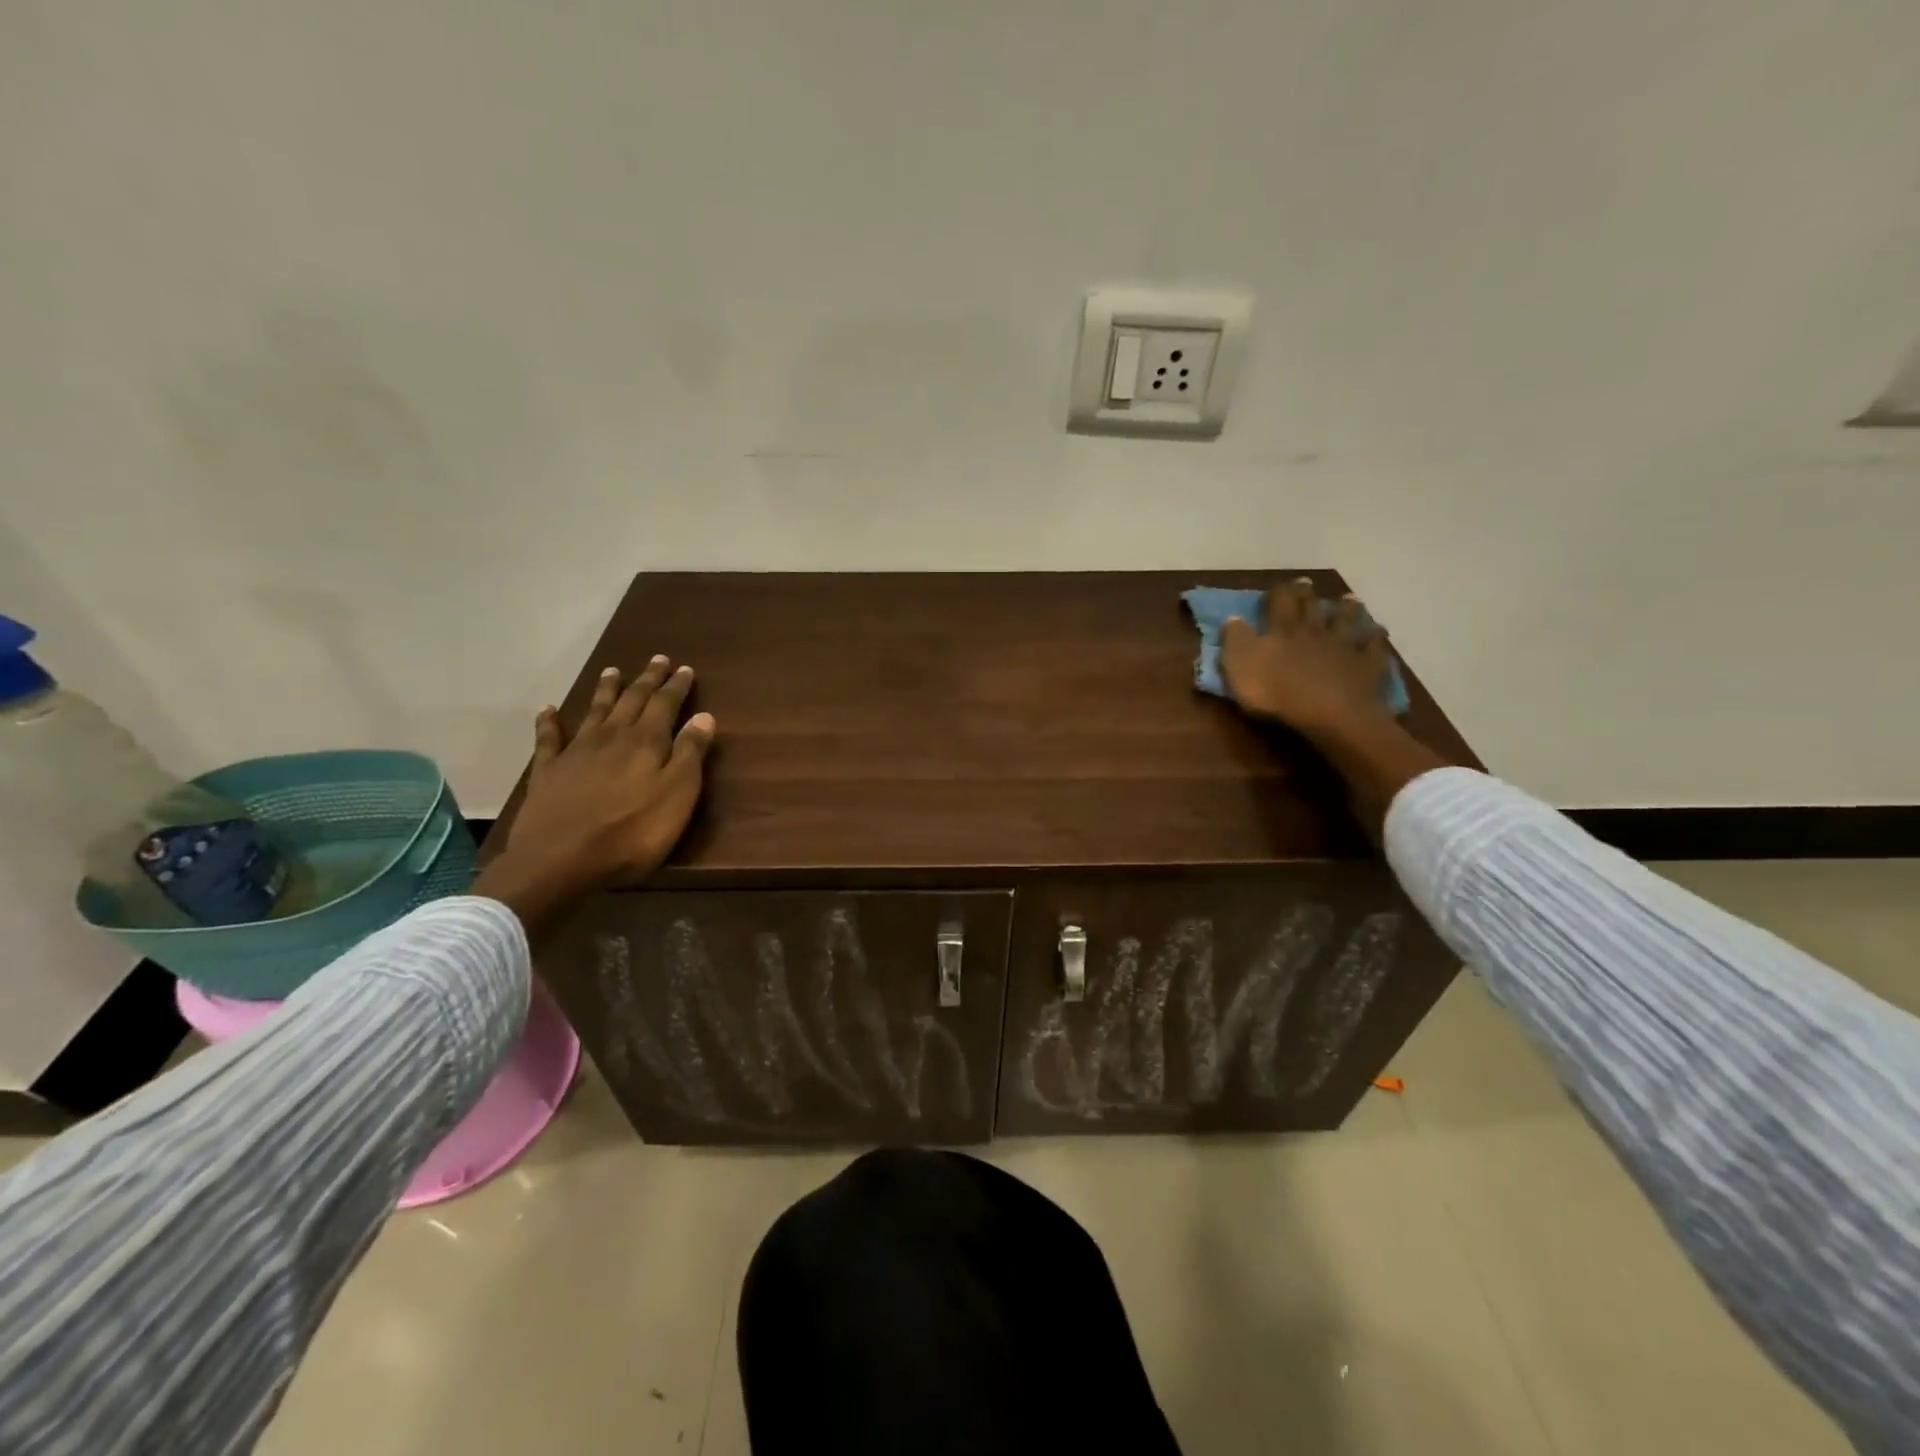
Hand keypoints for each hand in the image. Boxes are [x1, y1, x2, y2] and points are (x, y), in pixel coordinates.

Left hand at [477, 657, 715, 932]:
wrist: (560, 860)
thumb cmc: (632, 833)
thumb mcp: (677, 796)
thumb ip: (690, 754)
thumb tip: (703, 716)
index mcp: (646, 742)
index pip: (665, 705)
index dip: (676, 686)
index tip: (685, 668)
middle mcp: (612, 737)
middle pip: (632, 700)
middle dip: (647, 679)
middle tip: (657, 659)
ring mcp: (577, 752)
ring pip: (595, 711)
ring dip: (606, 690)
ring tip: (613, 671)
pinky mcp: (548, 771)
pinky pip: (549, 738)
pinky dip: (550, 721)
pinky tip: (549, 710)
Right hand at [1220, 578, 1395, 739]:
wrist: (1328, 713)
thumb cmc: (1276, 692)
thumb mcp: (1240, 666)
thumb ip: (1236, 640)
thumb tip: (1233, 618)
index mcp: (1282, 631)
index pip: (1279, 604)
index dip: (1278, 593)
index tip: (1278, 585)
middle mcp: (1313, 631)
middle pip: (1311, 608)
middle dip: (1307, 594)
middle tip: (1307, 583)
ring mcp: (1343, 647)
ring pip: (1346, 621)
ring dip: (1347, 609)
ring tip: (1350, 600)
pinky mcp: (1366, 666)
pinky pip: (1374, 647)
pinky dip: (1375, 638)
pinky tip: (1378, 633)